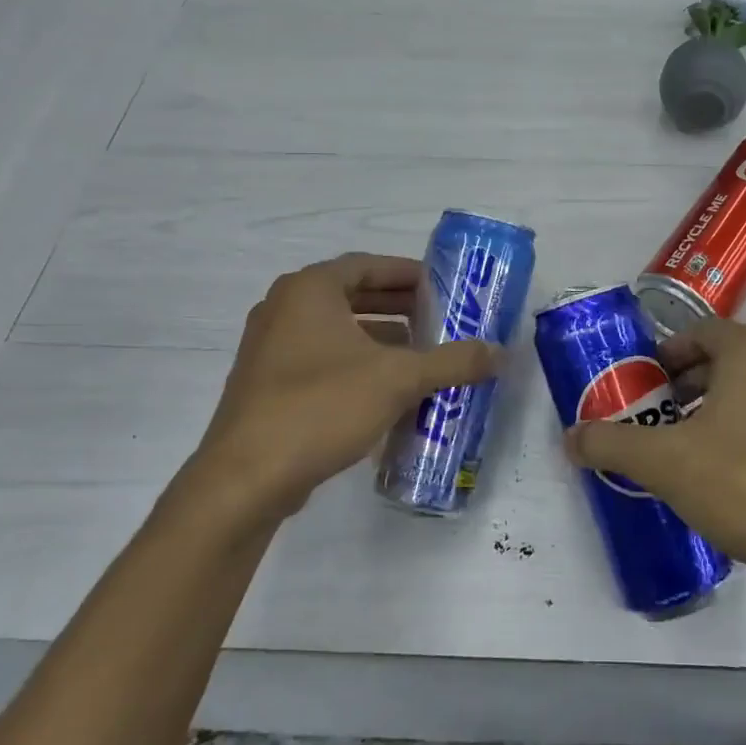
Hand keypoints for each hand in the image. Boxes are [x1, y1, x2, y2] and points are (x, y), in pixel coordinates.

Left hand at [191, 252, 498, 525]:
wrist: (245, 479)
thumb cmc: (321, 406)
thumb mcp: (398, 379)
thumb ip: (452, 361)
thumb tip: (499, 352)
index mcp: (309, 290)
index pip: (368, 265)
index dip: (409, 274)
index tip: (443, 287)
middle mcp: (284, 308)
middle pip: (353, 295)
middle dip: (398, 307)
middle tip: (439, 320)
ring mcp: (270, 348)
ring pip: (337, 330)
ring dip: (380, 339)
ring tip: (421, 356)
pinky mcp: (267, 385)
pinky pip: (321, 359)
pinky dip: (356, 364)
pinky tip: (387, 392)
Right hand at [564, 317, 745, 585]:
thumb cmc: (745, 483)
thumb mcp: (665, 463)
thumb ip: (612, 443)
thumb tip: (570, 437)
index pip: (700, 332)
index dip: (666, 354)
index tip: (645, 385)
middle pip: (727, 360)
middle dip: (689, 384)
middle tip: (661, 418)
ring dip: (720, 408)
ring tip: (693, 448)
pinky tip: (736, 476)